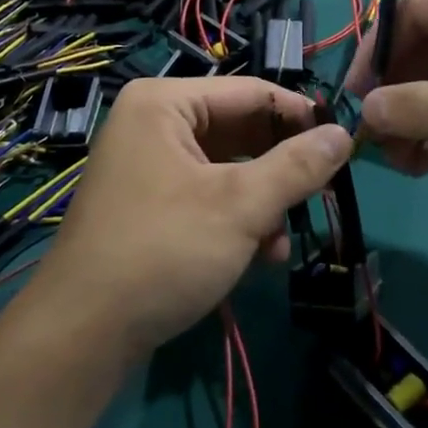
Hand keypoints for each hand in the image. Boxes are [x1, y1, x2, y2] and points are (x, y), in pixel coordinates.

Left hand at [28, 77, 351, 365]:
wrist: (82, 335)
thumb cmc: (162, 251)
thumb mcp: (239, 206)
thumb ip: (297, 166)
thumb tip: (344, 134)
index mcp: (165, 103)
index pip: (251, 92)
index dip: (301, 117)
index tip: (345, 147)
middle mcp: (153, 123)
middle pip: (240, 130)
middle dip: (280, 169)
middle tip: (323, 197)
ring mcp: (148, 164)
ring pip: (228, 168)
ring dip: (263, 203)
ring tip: (281, 243)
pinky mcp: (150, 203)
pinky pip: (207, 195)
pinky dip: (237, 220)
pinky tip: (259, 257)